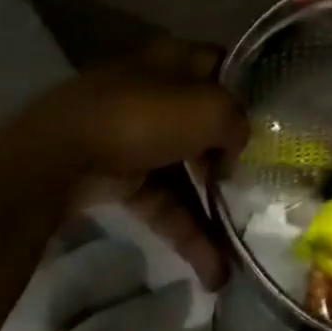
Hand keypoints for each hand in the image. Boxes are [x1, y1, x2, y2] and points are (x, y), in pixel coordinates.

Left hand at [0, 37, 248, 286]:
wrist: (58, 159)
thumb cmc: (140, 118)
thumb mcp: (206, 109)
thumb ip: (236, 121)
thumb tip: (237, 142)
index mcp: (174, 59)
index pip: (220, 67)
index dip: (247, 90)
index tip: (273, 122)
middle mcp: (156, 91)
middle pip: (205, 122)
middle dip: (232, 157)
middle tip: (258, 188)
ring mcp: (135, 135)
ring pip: (184, 169)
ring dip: (211, 209)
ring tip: (238, 254)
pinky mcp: (118, 176)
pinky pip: (162, 202)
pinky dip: (185, 232)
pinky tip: (212, 271)